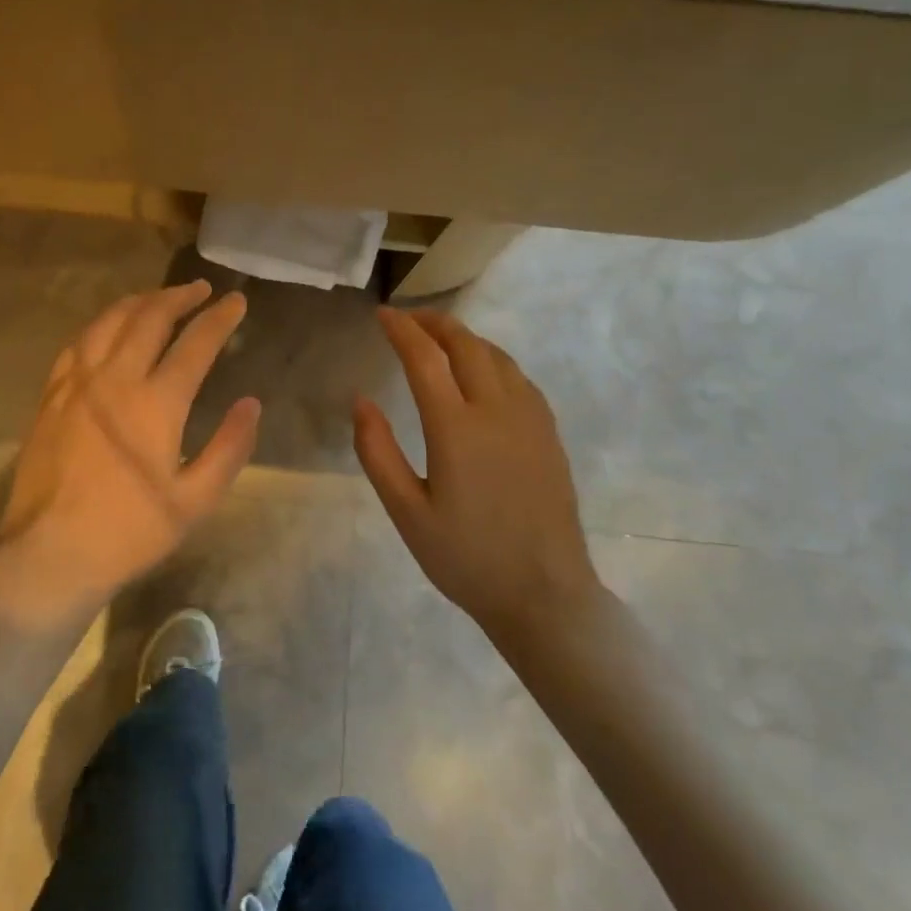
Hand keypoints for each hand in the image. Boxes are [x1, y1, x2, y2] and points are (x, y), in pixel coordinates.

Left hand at [0, 281, 260, 628]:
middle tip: (201, 290)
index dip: (220, 318)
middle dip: (179, 297)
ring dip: (139, 302)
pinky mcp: (51, 396)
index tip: (236, 301)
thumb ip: (229, 448)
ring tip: (159, 298)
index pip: (195, 344)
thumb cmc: (130, 532)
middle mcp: (115, 379)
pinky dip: (101, 326)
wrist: (50, 553)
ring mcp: (77, 384)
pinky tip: (108, 329)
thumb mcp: (195, 501)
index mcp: (155, 403)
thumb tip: (251, 404)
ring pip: (109, 323)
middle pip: (149, 318)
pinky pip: (78, 344)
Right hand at [353, 308, 599, 642]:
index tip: (381, 315)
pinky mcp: (548, 433)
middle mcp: (496, 410)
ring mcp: (529, 419)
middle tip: (407, 319)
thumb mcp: (406, 512)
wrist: (544, 595)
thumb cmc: (466, 557)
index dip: (401, 330)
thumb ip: (377, 451)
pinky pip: (519, 377)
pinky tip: (482, 371)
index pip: (424, 358)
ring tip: (439, 338)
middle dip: (433, 323)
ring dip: (465, 337)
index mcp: (456, 428)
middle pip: (465, 344)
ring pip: (496, 355)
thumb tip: (361, 400)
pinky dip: (492, 358)